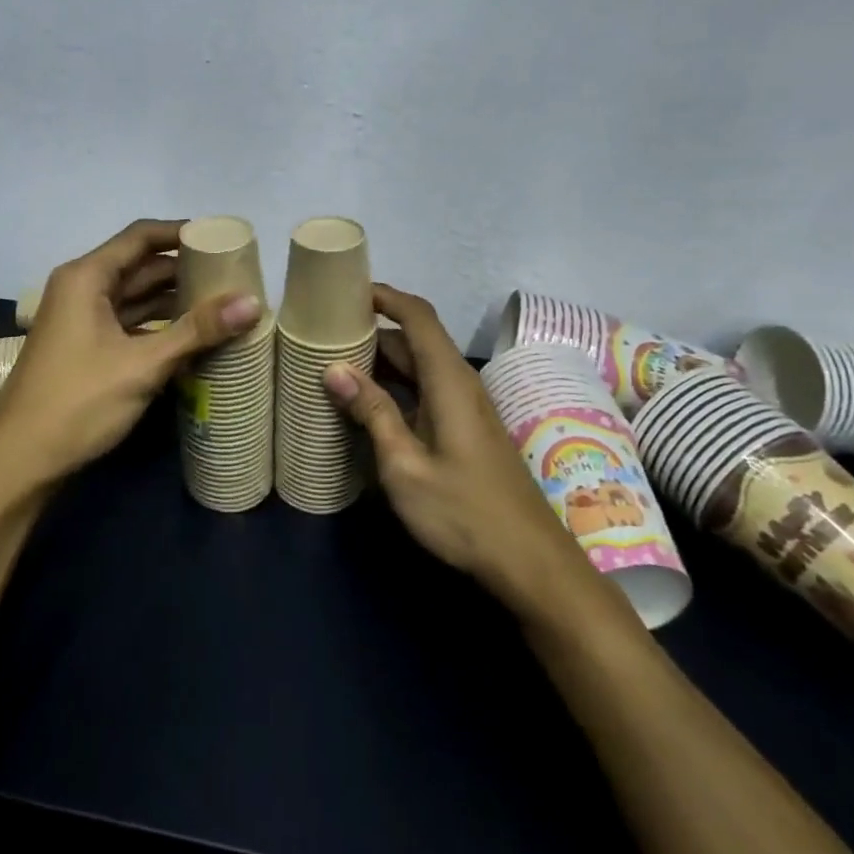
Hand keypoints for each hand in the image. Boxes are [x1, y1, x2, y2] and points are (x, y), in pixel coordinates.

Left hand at [0, 219, 261, 494]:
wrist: (20, 462)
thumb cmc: (78, 402)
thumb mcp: (143, 365)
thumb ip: (197, 331)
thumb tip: (253, 301)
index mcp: (86, 277)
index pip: (140, 237)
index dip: (181, 233)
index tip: (221, 238)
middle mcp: (81, 289)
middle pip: (140, 265)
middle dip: (184, 269)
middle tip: (232, 275)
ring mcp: (81, 320)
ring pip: (135, 297)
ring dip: (174, 300)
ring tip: (222, 304)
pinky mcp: (86, 348)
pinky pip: (129, 323)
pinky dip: (159, 325)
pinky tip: (192, 337)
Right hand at [323, 284, 592, 610]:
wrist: (529, 562)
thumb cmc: (464, 512)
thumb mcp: (404, 465)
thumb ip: (372, 412)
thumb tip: (334, 369)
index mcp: (448, 380)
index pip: (417, 315)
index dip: (384, 296)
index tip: (344, 291)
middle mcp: (460, 383)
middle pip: (414, 339)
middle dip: (371, 330)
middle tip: (323, 334)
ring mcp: (465, 407)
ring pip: (418, 367)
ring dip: (380, 362)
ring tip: (333, 365)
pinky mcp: (465, 429)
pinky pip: (424, 391)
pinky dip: (393, 387)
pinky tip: (365, 406)